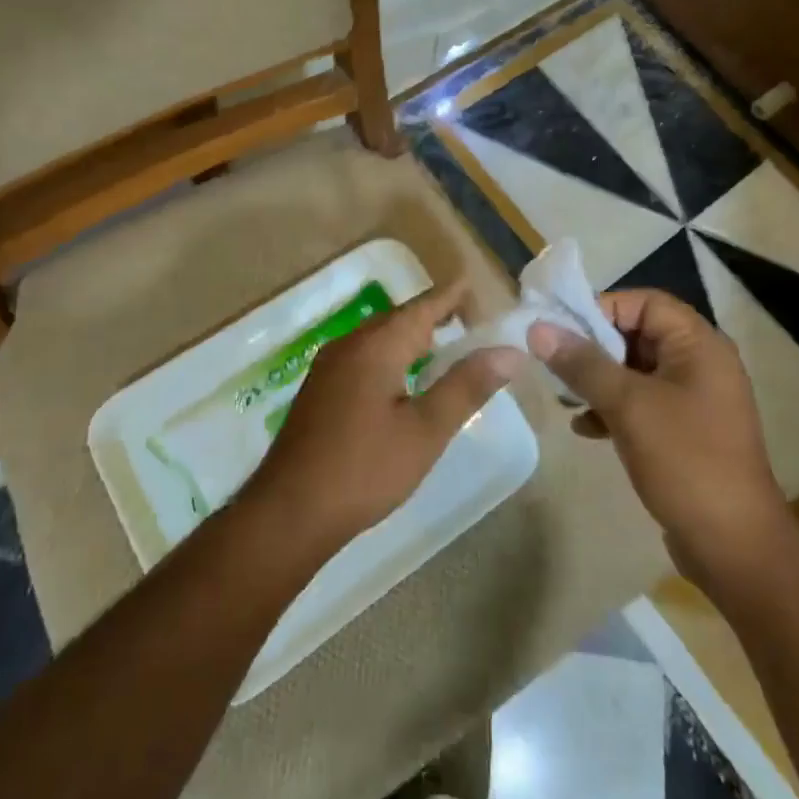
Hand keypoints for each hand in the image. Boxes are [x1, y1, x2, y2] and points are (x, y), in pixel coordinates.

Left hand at [245, 283, 521, 549]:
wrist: (289, 511)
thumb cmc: (365, 469)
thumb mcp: (426, 430)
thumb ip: (467, 386)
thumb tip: (508, 351)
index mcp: (377, 345)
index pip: (424, 305)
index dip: (453, 296)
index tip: (476, 287)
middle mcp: (350, 343)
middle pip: (401, 318)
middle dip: (436, 317)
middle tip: (472, 326)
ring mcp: (329, 366)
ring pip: (380, 338)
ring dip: (413, 339)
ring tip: (445, 352)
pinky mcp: (320, 389)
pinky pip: (365, 357)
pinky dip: (393, 357)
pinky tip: (404, 383)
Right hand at [529, 289, 789, 564]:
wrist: (736, 549)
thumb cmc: (685, 460)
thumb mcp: (628, 405)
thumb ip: (582, 363)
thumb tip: (539, 328)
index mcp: (699, 345)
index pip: (644, 302)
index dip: (602, 308)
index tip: (563, 330)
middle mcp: (700, 364)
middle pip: (637, 334)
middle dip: (594, 347)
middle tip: (554, 363)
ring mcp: (695, 401)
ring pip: (635, 371)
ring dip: (598, 379)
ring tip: (564, 396)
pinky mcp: (686, 433)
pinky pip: (642, 404)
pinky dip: (613, 408)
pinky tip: (584, 428)